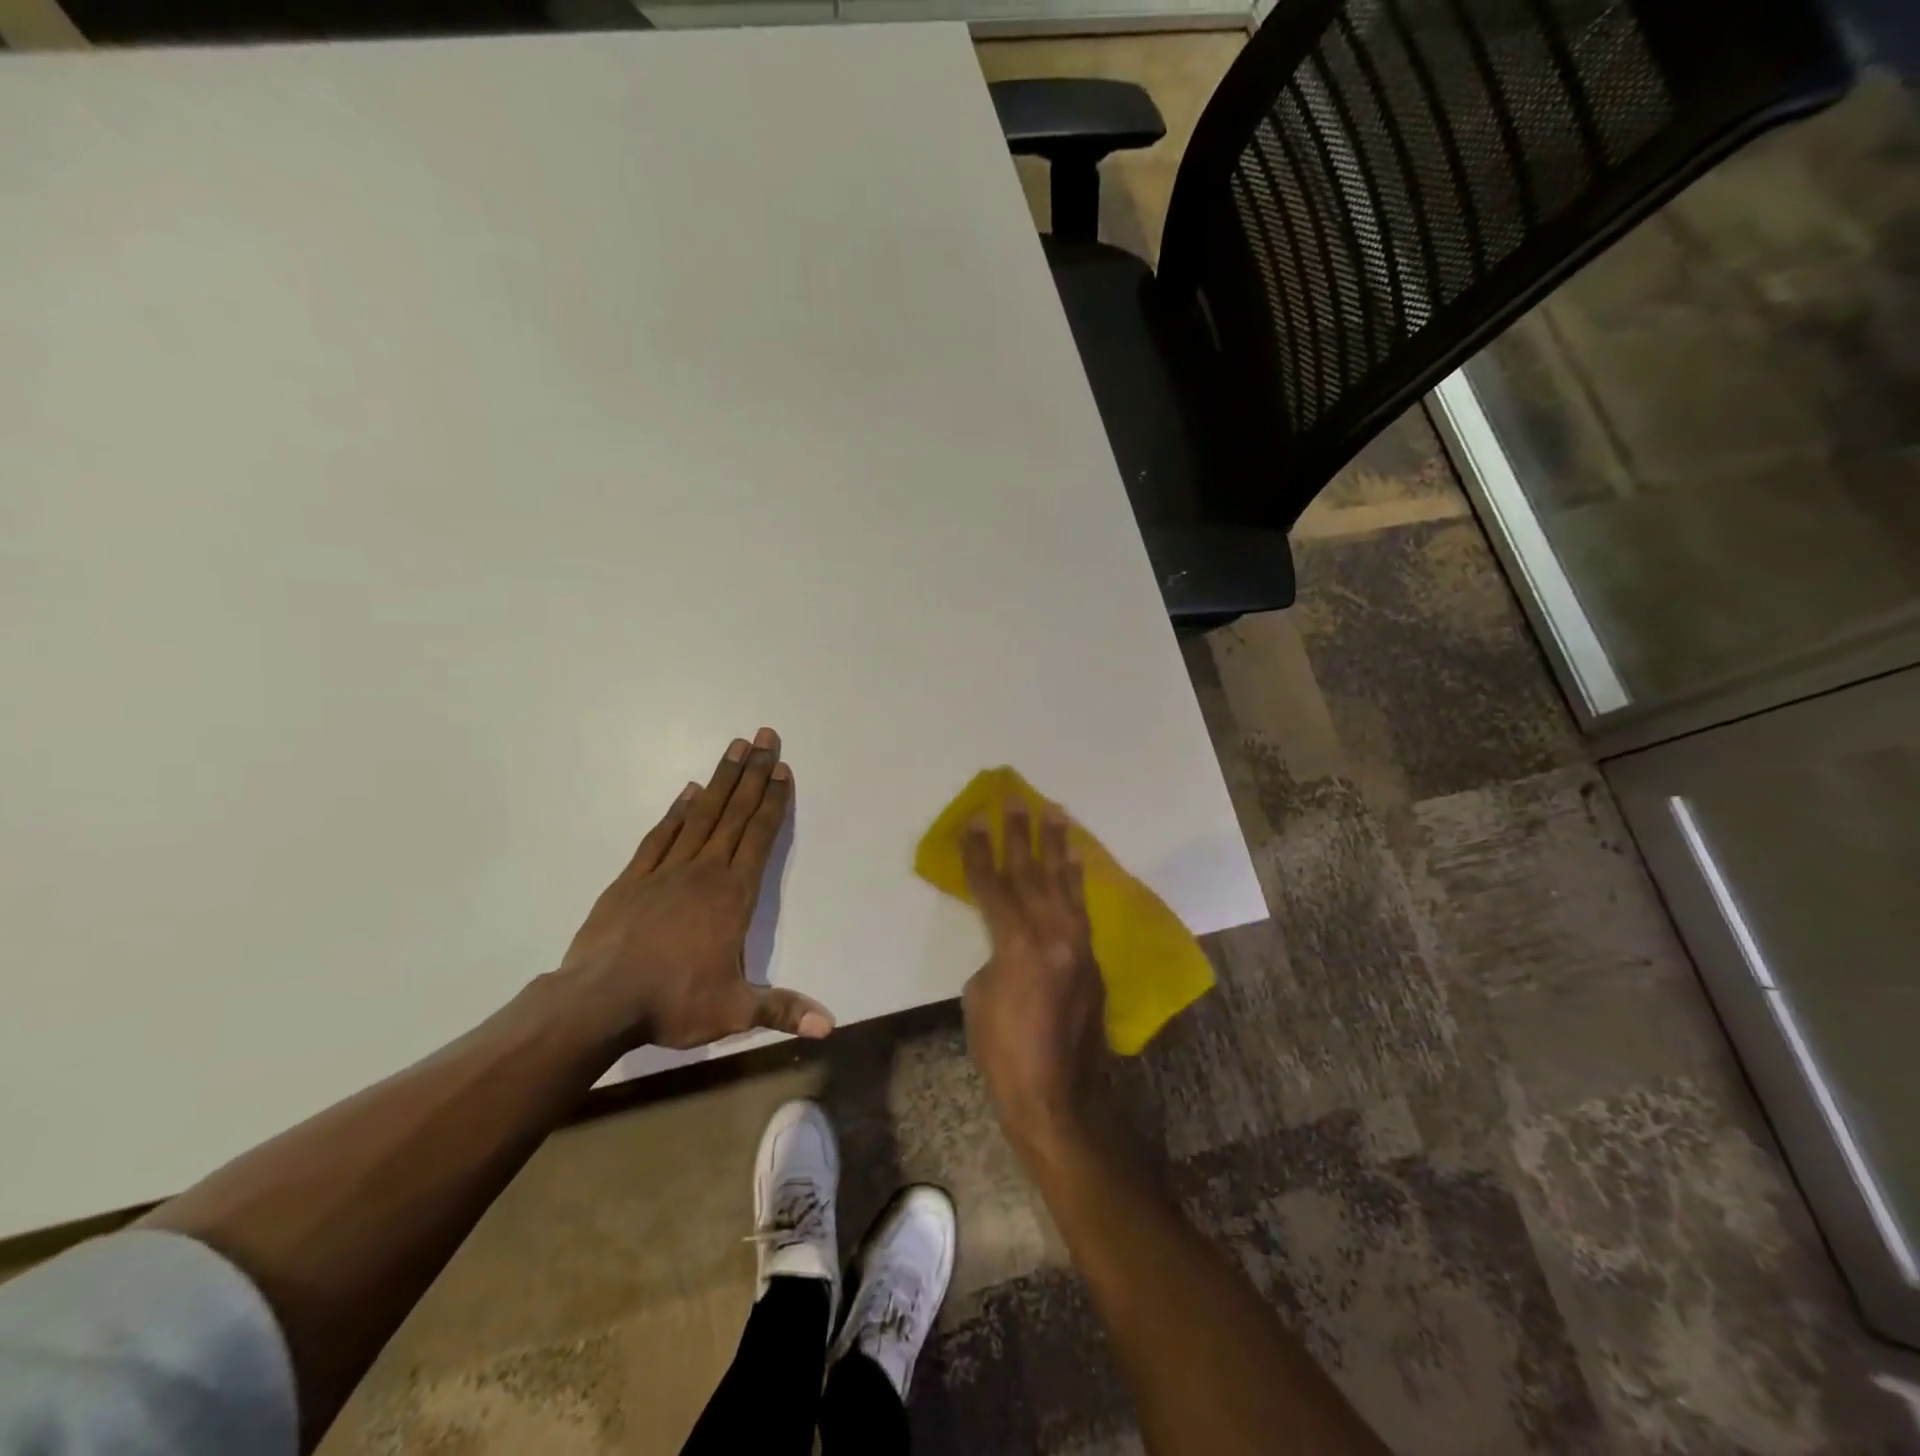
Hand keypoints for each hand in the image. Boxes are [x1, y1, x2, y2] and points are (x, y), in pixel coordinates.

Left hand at [559, 728, 832, 1049]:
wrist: (597, 1002)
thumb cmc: (672, 1002)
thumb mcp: (734, 1010)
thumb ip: (783, 1009)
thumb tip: (831, 1025)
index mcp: (733, 895)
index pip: (759, 837)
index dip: (774, 801)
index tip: (783, 769)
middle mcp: (704, 871)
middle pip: (734, 813)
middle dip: (753, 773)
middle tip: (765, 737)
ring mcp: (666, 870)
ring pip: (701, 814)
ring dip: (721, 780)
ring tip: (735, 748)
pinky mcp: (633, 878)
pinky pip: (661, 835)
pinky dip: (676, 810)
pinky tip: (688, 791)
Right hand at [960, 802, 1108, 1163]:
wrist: (1057, 1096)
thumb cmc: (1004, 1052)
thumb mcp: (981, 997)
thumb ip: (995, 954)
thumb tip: (1008, 940)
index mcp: (1018, 944)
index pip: (993, 886)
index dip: (979, 853)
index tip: (973, 821)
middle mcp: (1053, 935)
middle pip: (1031, 873)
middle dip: (1020, 834)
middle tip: (1016, 799)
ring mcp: (1078, 945)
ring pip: (1064, 883)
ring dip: (1057, 846)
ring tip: (1056, 813)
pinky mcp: (1092, 959)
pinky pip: (1081, 908)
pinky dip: (1076, 880)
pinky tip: (1075, 861)